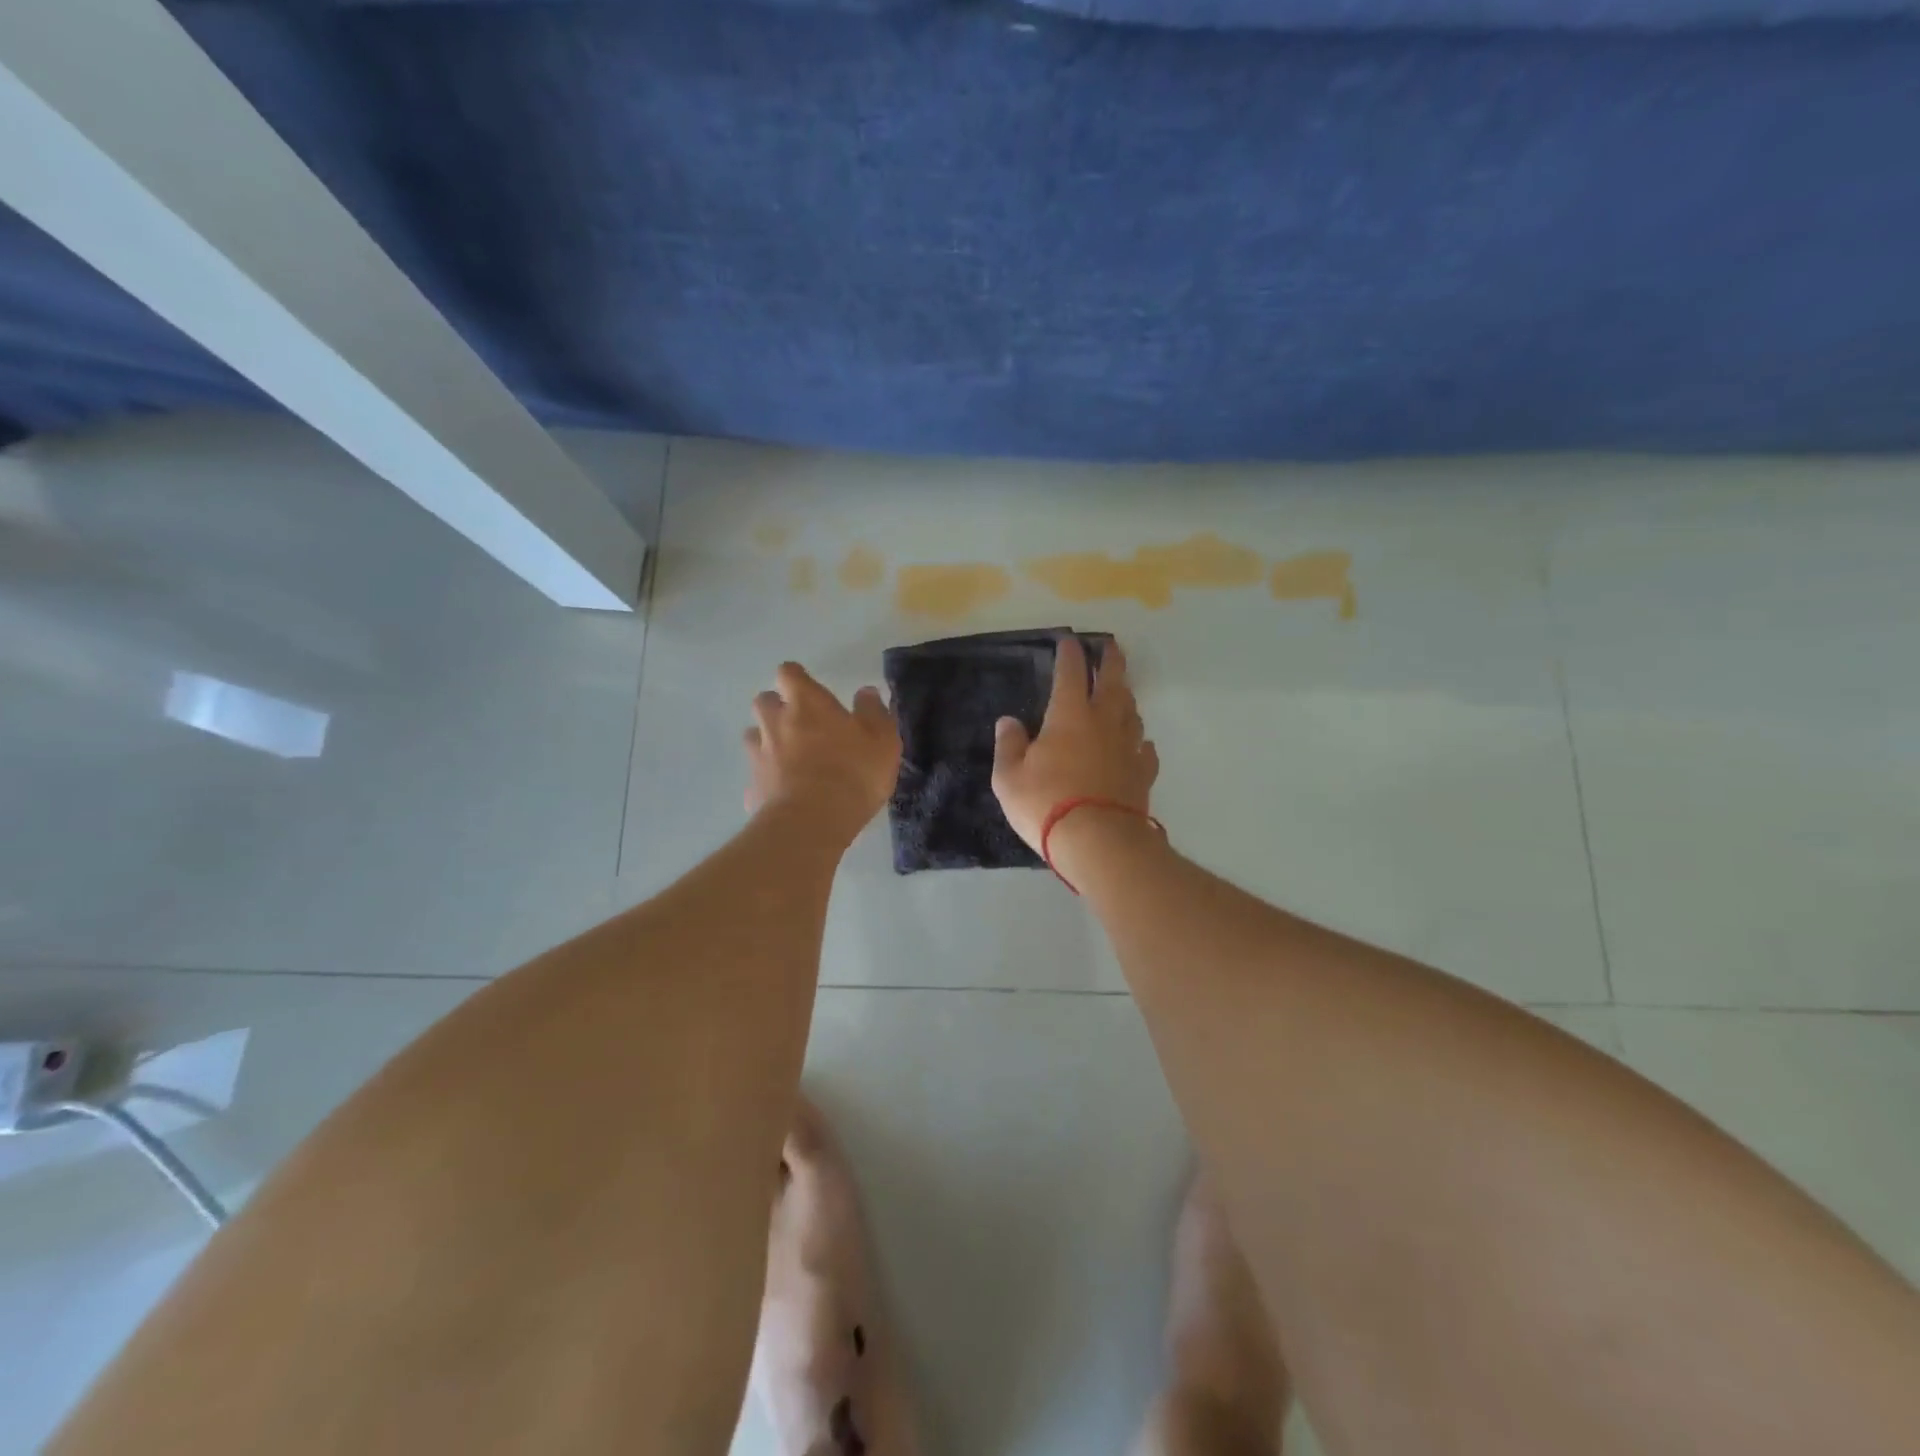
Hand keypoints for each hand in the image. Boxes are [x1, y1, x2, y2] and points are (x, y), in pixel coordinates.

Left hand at [744, 662, 901, 838]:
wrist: (813, 822)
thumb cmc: (854, 771)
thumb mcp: (882, 739)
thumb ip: (874, 711)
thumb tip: (866, 692)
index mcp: (806, 703)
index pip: (789, 673)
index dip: (797, 678)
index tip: (808, 688)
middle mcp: (775, 723)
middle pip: (763, 701)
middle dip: (776, 707)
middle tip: (799, 722)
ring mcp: (759, 756)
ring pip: (754, 737)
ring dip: (767, 741)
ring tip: (788, 758)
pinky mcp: (752, 790)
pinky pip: (757, 778)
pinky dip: (768, 781)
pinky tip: (784, 795)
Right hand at [991, 637, 1158, 853]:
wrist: (1099, 841)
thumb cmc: (1046, 804)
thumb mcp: (1009, 778)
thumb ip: (1008, 746)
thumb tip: (1008, 721)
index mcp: (1069, 716)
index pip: (1070, 673)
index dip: (1070, 654)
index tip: (1069, 640)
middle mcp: (1104, 722)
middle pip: (1112, 682)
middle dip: (1111, 661)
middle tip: (1111, 646)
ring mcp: (1128, 747)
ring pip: (1132, 711)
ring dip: (1126, 697)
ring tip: (1121, 692)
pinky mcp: (1143, 773)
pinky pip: (1146, 749)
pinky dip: (1140, 740)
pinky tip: (1139, 743)